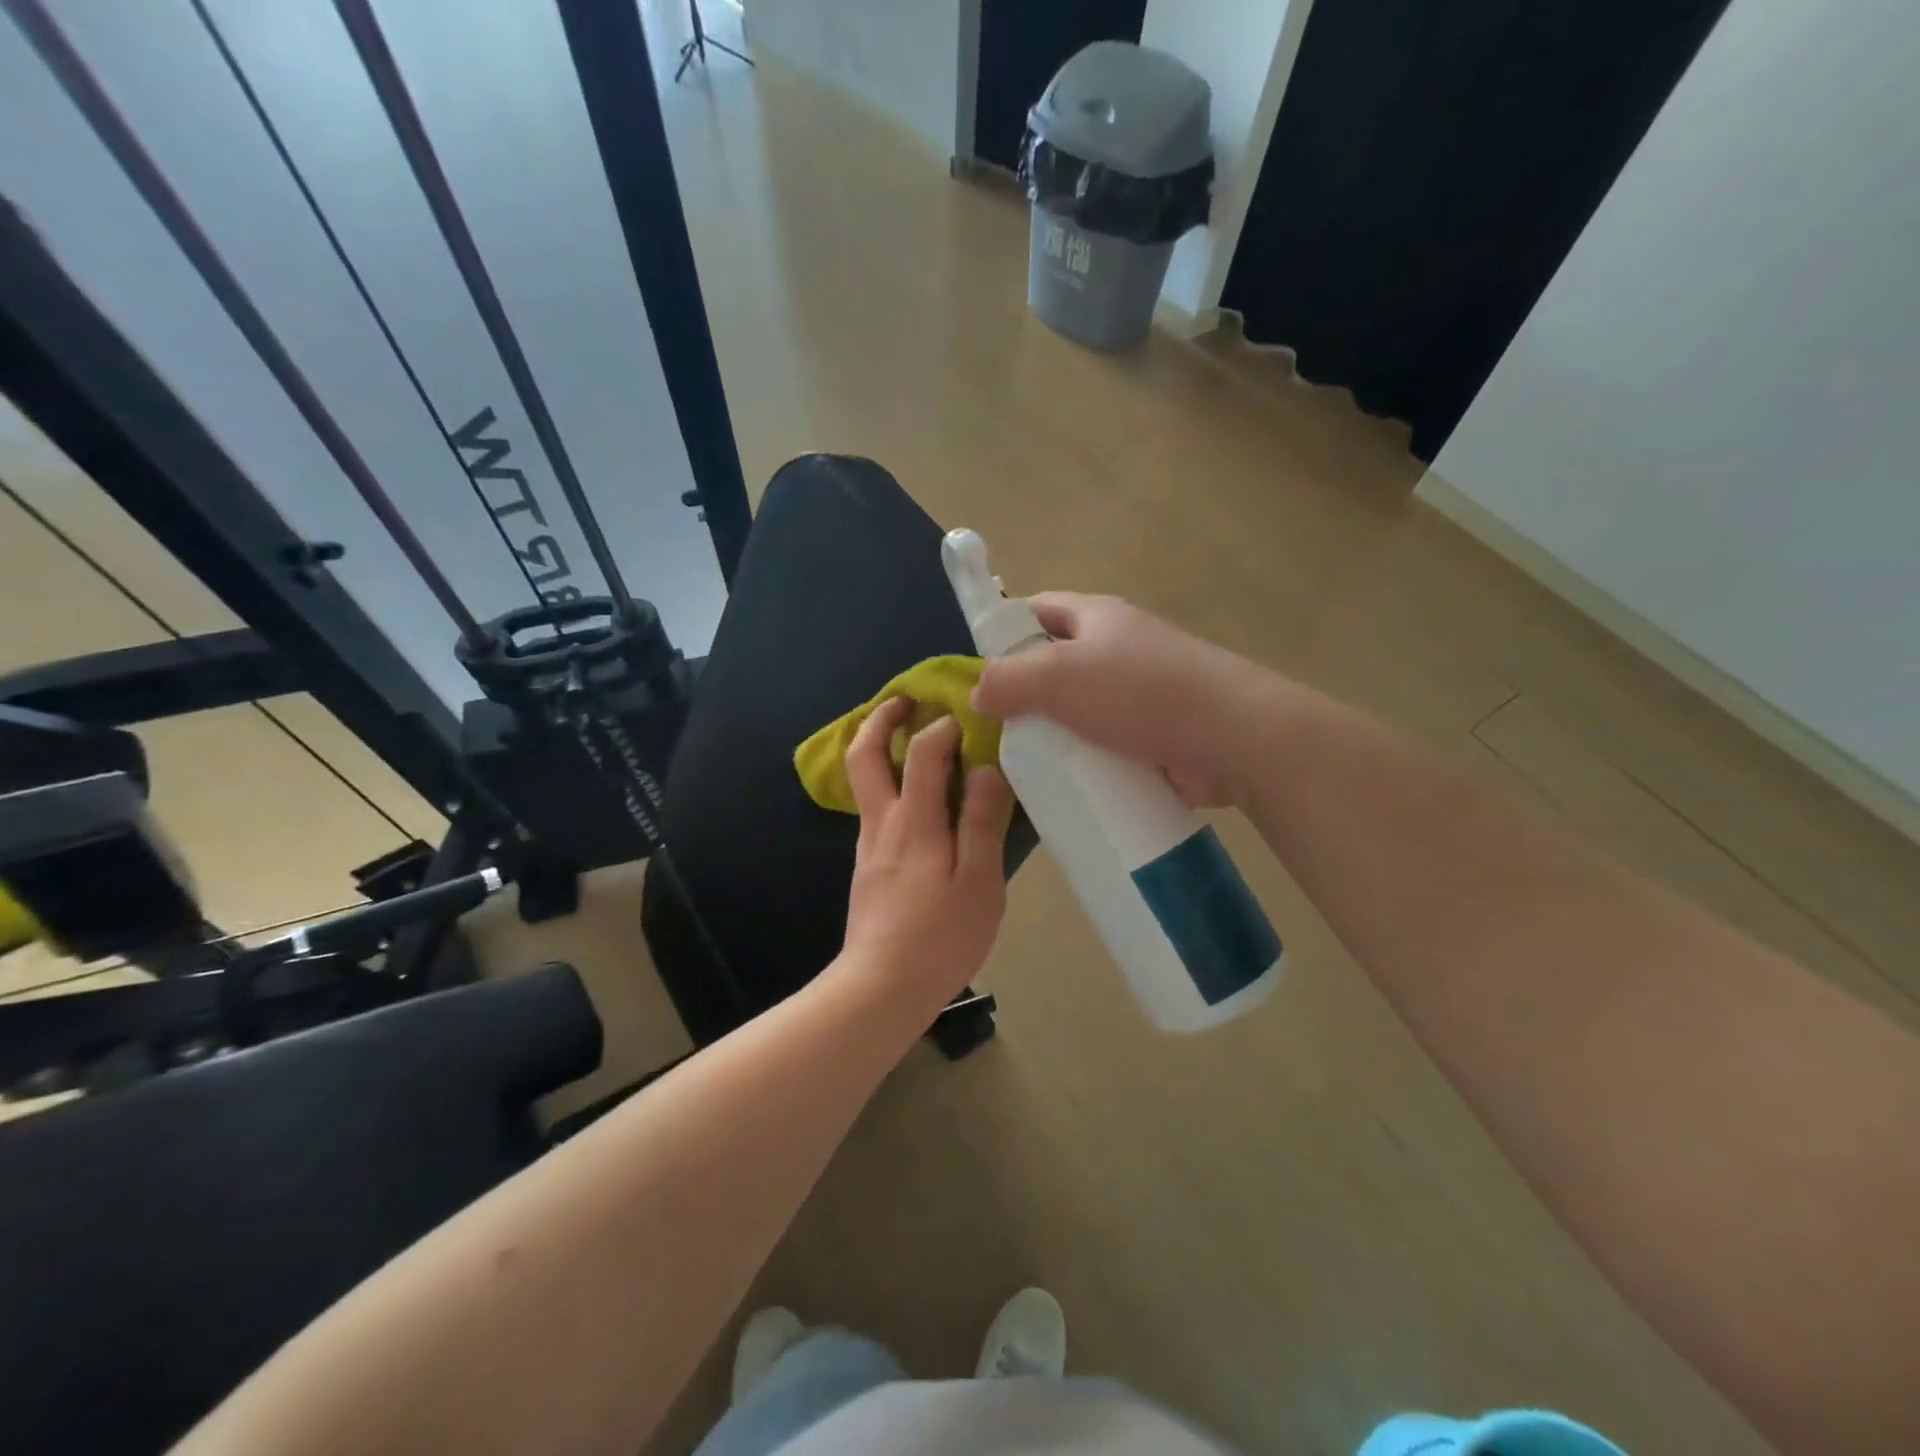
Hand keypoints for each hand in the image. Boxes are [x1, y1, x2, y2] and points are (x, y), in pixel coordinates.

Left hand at [839, 696, 1012, 1008]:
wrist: (881, 989)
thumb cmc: (940, 939)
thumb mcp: (978, 884)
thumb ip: (980, 823)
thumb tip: (986, 769)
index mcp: (914, 824)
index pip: (921, 754)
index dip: (942, 727)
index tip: (965, 718)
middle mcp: (883, 824)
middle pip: (864, 755)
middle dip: (881, 719)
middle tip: (905, 700)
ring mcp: (869, 845)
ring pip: (864, 781)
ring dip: (880, 747)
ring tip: (909, 736)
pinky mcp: (868, 866)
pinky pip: (874, 807)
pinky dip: (887, 782)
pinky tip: (915, 797)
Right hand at [972, 593, 1271, 806]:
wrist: (1233, 737)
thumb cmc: (1141, 692)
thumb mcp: (1059, 676)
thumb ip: (1008, 680)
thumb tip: (978, 693)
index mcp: (1096, 618)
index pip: (1036, 611)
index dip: (1003, 632)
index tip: (979, 673)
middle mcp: (1118, 648)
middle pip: (1056, 664)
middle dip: (1025, 695)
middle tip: (995, 731)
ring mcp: (1140, 693)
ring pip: (1079, 710)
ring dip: (1054, 735)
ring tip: (1023, 766)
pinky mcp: (1155, 735)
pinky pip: (1105, 745)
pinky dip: (1085, 762)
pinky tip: (1063, 786)